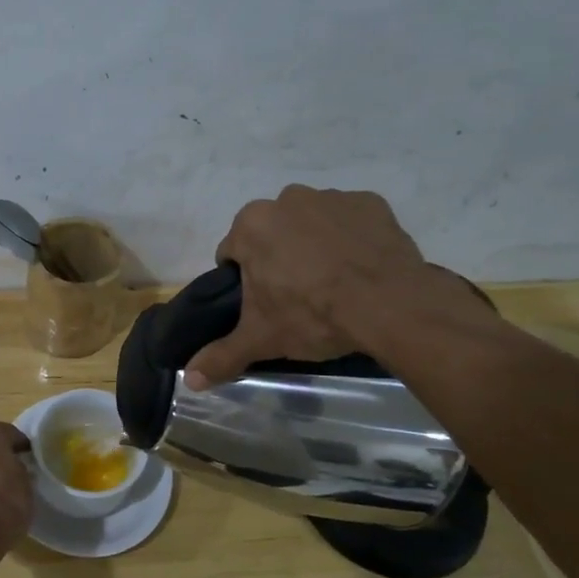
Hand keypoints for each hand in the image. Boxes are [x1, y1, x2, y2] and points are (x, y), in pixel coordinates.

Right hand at [187, 185, 496, 387]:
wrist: (389, 305)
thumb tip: (189, 380)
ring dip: (315, 246)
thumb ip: (221, 356)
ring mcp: (332, 197)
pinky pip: (351, 222)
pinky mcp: (371, 203)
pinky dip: (352, 239)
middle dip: (279, 258)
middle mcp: (287, 199)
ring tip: (334, 284)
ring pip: (311, 224)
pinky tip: (362, 269)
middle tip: (298, 296)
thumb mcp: (261, 339)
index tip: (263, 304)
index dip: (244, 281)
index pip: (233, 254)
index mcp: (251, 225)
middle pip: (272, 234)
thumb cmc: (312, 315)